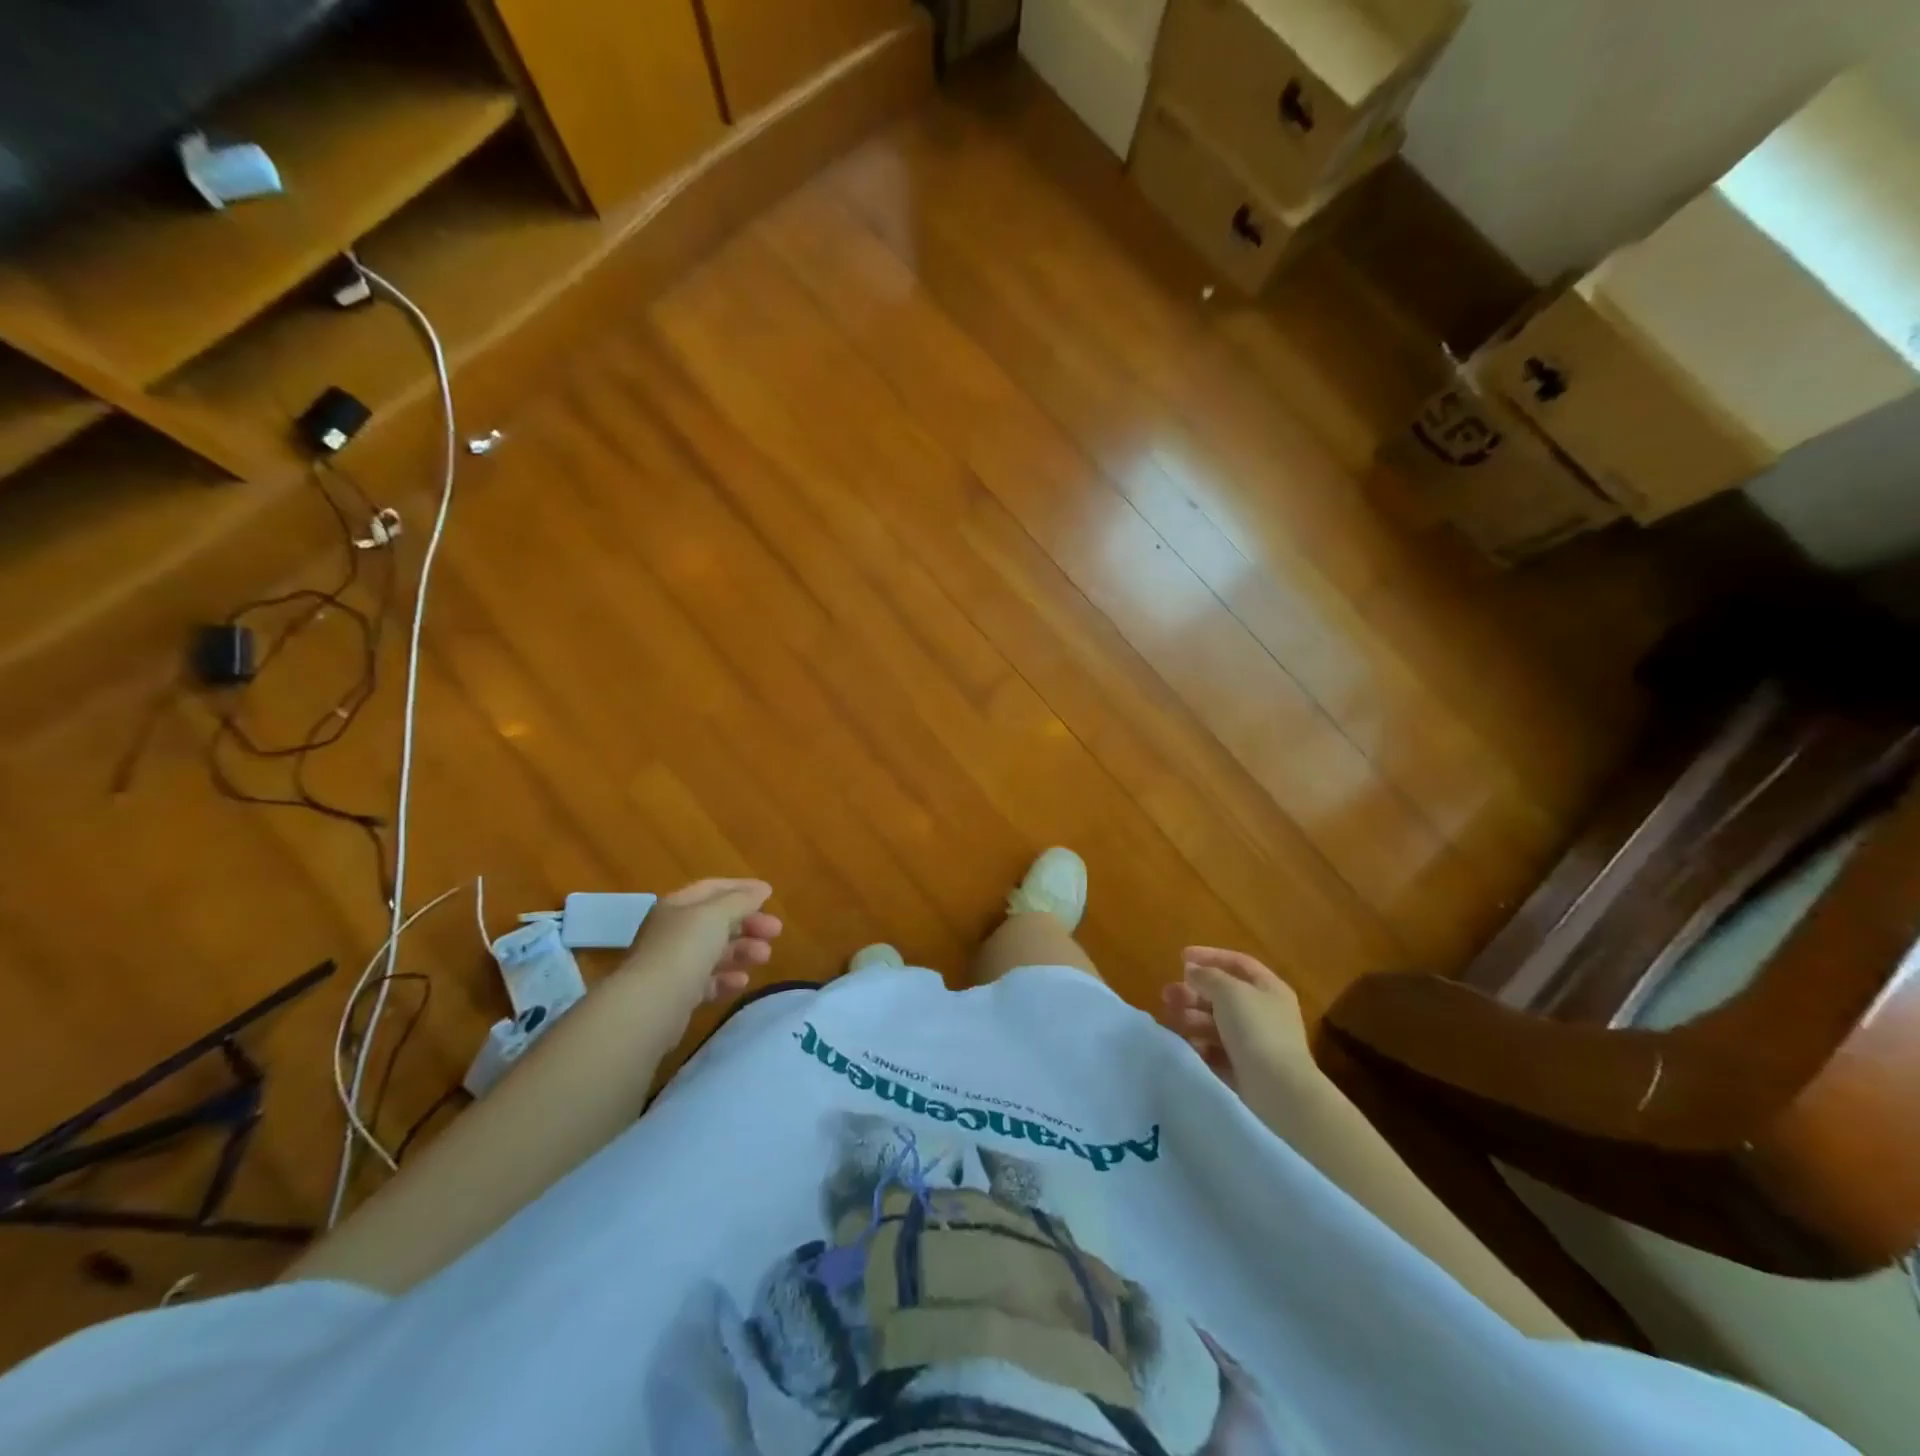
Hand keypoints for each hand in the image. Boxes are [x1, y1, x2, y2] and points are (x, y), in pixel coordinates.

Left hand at [622, 878, 782, 1015]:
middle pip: (717, 921)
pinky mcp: (677, 995)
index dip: (742, 888)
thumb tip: (761, 889)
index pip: (713, 889)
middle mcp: (673, 931)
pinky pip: (708, 981)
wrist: (650, 1005)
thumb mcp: (716, 915)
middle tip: (776, 931)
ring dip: (743, 951)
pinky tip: (742, 982)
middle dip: (749, 924)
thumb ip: (741, 900)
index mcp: (678, 906)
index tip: (770, 895)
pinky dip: (727, 979)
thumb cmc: (684, 949)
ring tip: (764, 957)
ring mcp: (674, 964)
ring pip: (715, 952)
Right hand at [1161, 946, 1314, 1089]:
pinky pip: (1217, 1049)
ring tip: (1172, 1019)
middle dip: (1193, 992)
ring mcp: (1255, 1042)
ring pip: (1217, 1022)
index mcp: (1268, 988)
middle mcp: (1264, 1012)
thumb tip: (1193, 971)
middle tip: (1167, 994)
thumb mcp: (1229, 991)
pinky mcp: (1245, 1068)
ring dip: (1192, 1017)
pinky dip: (1201, 1044)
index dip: (1209, 956)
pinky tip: (1189, 1045)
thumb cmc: (1256, 1029)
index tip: (1180, 957)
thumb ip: (1207, 976)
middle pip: (1223, 994)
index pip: (1237, 962)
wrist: (1278, 1089)